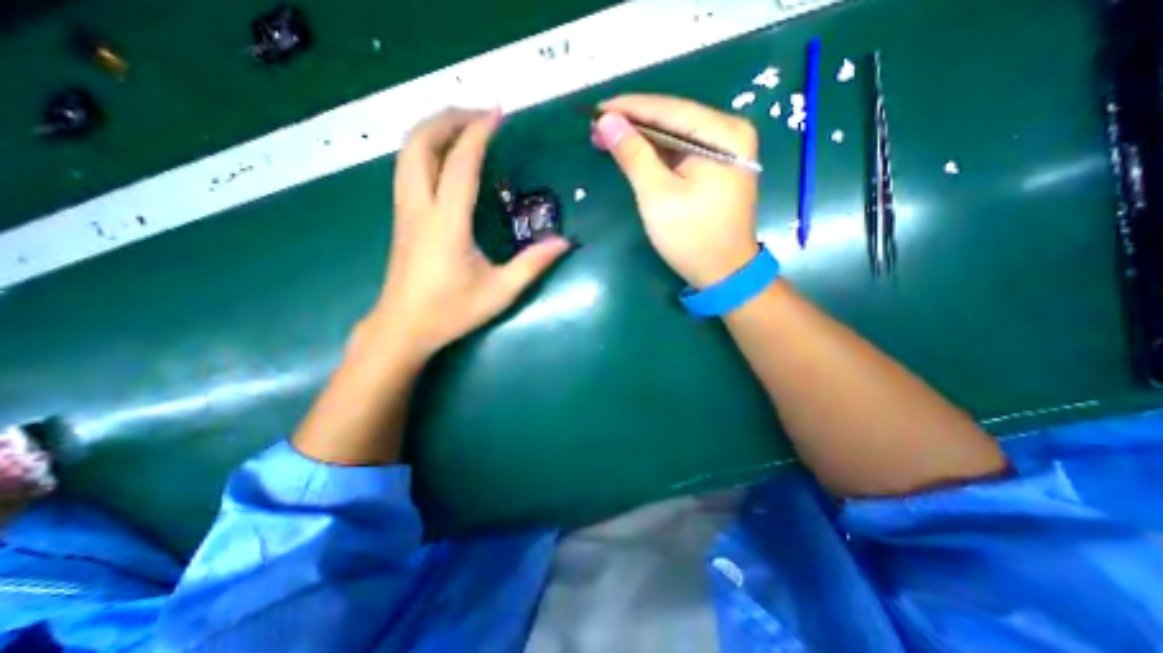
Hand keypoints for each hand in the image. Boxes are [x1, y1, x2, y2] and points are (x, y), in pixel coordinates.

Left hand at [371, 106, 570, 358]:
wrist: (404, 328)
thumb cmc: (451, 312)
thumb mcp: (500, 291)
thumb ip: (533, 264)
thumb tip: (564, 242)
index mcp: (446, 222)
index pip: (460, 163)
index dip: (479, 133)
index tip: (499, 114)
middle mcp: (419, 207)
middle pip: (420, 143)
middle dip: (449, 119)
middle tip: (481, 116)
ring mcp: (405, 211)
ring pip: (407, 153)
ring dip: (433, 131)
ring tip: (464, 129)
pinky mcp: (402, 219)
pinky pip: (407, 169)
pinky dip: (425, 150)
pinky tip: (446, 159)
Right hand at [591, 94, 763, 288]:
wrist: (722, 273)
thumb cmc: (691, 237)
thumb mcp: (657, 195)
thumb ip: (633, 155)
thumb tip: (607, 121)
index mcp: (723, 134)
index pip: (668, 109)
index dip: (629, 108)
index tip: (595, 110)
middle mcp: (730, 133)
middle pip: (673, 119)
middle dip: (633, 124)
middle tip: (596, 128)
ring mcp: (726, 151)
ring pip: (675, 136)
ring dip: (642, 139)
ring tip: (607, 139)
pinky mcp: (717, 168)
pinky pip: (681, 152)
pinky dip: (656, 154)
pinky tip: (634, 154)